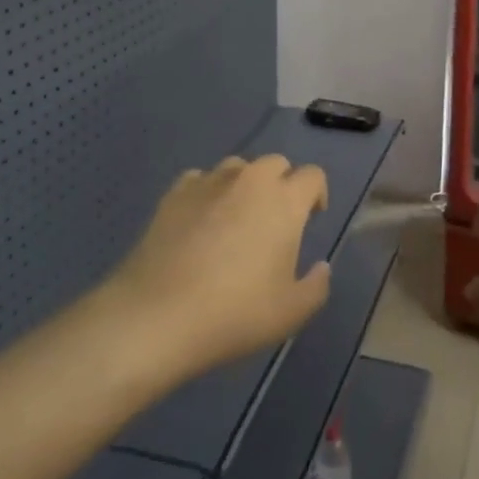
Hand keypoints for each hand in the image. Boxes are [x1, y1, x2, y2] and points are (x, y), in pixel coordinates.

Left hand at [105, 154, 331, 381]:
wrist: (157, 316)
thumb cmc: (234, 313)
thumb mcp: (291, 313)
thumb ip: (316, 286)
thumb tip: (321, 266)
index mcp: (285, 201)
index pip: (312, 176)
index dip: (316, 194)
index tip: (311, 218)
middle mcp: (251, 180)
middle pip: (276, 163)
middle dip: (282, 184)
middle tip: (274, 220)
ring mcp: (210, 182)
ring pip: (238, 168)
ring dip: (245, 185)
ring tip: (236, 218)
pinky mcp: (175, 193)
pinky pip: (200, 180)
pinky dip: (207, 192)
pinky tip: (200, 221)